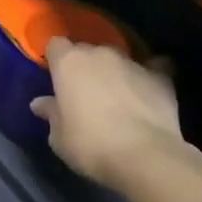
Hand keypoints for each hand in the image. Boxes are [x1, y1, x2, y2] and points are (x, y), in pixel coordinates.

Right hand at [31, 40, 186, 189]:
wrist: (145, 157)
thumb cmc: (91, 145)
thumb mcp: (59, 138)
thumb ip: (51, 114)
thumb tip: (40, 103)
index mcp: (69, 62)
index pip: (56, 45)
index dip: (56, 60)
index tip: (57, 80)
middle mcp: (99, 53)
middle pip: (87, 51)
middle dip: (85, 67)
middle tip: (86, 95)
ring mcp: (132, 62)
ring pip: (118, 59)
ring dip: (115, 73)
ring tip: (119, 98)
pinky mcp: (160, 76)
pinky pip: (155, 67)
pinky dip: (151, 74)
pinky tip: (151, 88)